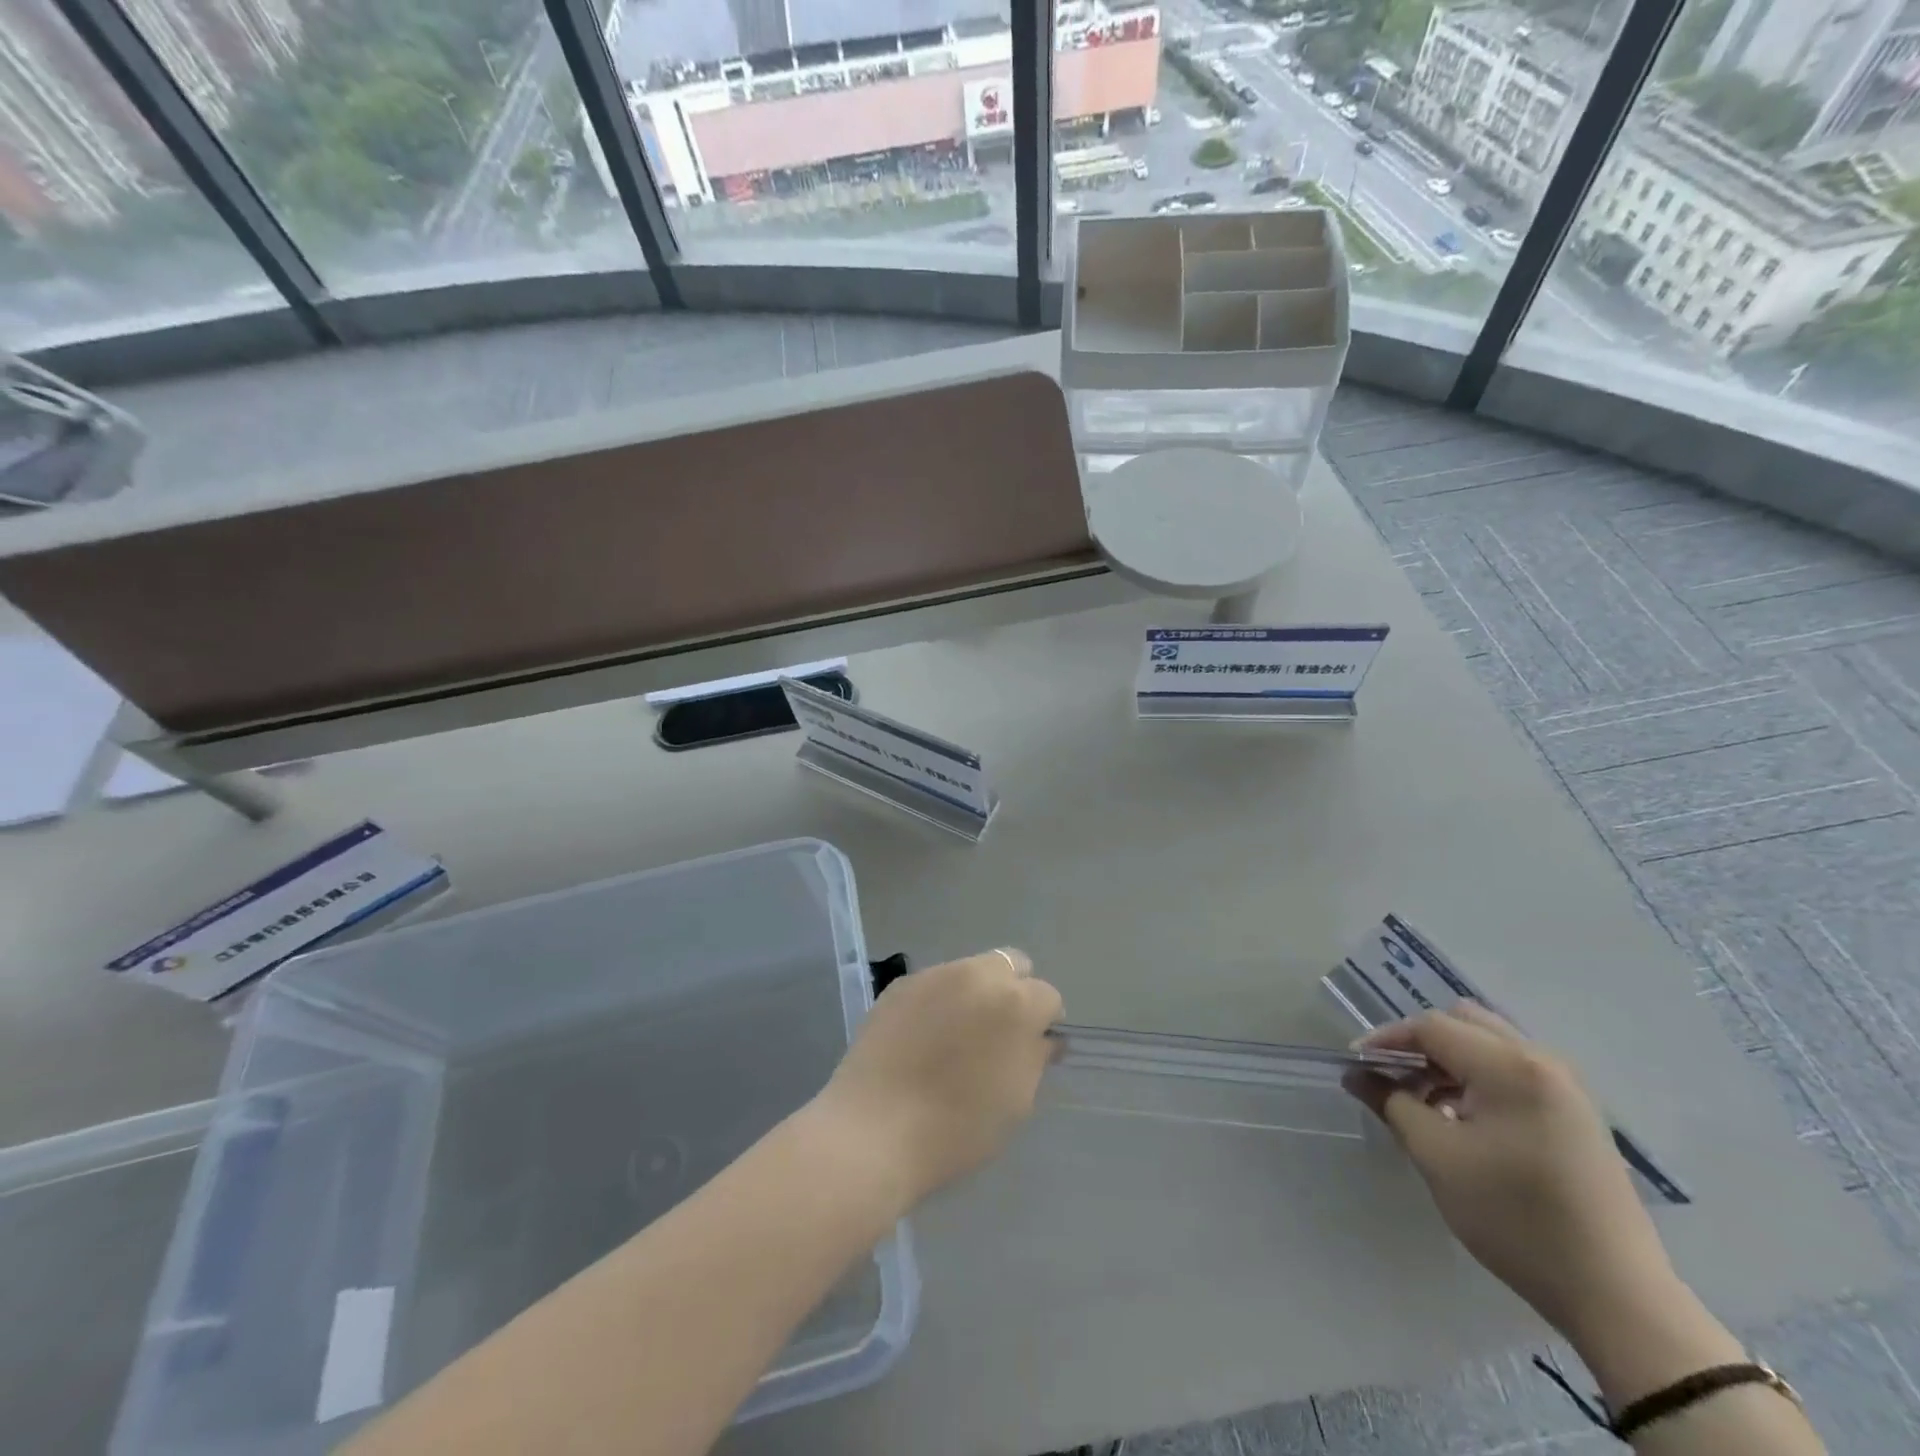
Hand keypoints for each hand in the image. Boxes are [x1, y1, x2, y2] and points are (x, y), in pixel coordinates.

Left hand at [811, 949, 1062, 1213]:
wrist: (874, 1130)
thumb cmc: (957, 1128)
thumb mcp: (1016, 1102)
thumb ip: (1035, 1058)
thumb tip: (1041, 1037)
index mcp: (1015, 1003)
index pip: (1047, 996)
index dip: (1044, 1023)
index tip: (1031, 1050)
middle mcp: (977, 975)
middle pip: (1010, 964)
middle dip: (1013, 991)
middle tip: (999, 1034)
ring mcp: (935, 975)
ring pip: (970, 971)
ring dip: (975, 994)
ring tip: (956, 1037)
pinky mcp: (900, 985)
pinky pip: (934, 984)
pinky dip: (939, 1002)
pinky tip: (923, 1039)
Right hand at [1346, 1003, 1679, 1349]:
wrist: (1616, 1296)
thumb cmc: (1516, 1218)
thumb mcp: (1438, 1157)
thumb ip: (1391, 1103)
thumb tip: (1357, 1074)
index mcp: (1510, 1067)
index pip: (1432, 1027)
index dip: (1387, 1039)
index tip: (1357, 1065)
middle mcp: (1543, 1061)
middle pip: (1464, 1022)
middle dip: (1421, 1043)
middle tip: (1394, 1077)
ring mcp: (1567, 1087)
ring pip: (1490, 1042)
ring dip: (1450, 1059)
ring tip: (1426, 1100)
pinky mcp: (1577, 1112)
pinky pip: (1514, 1068)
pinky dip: (1478, 1077)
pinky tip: (1465, 1118)